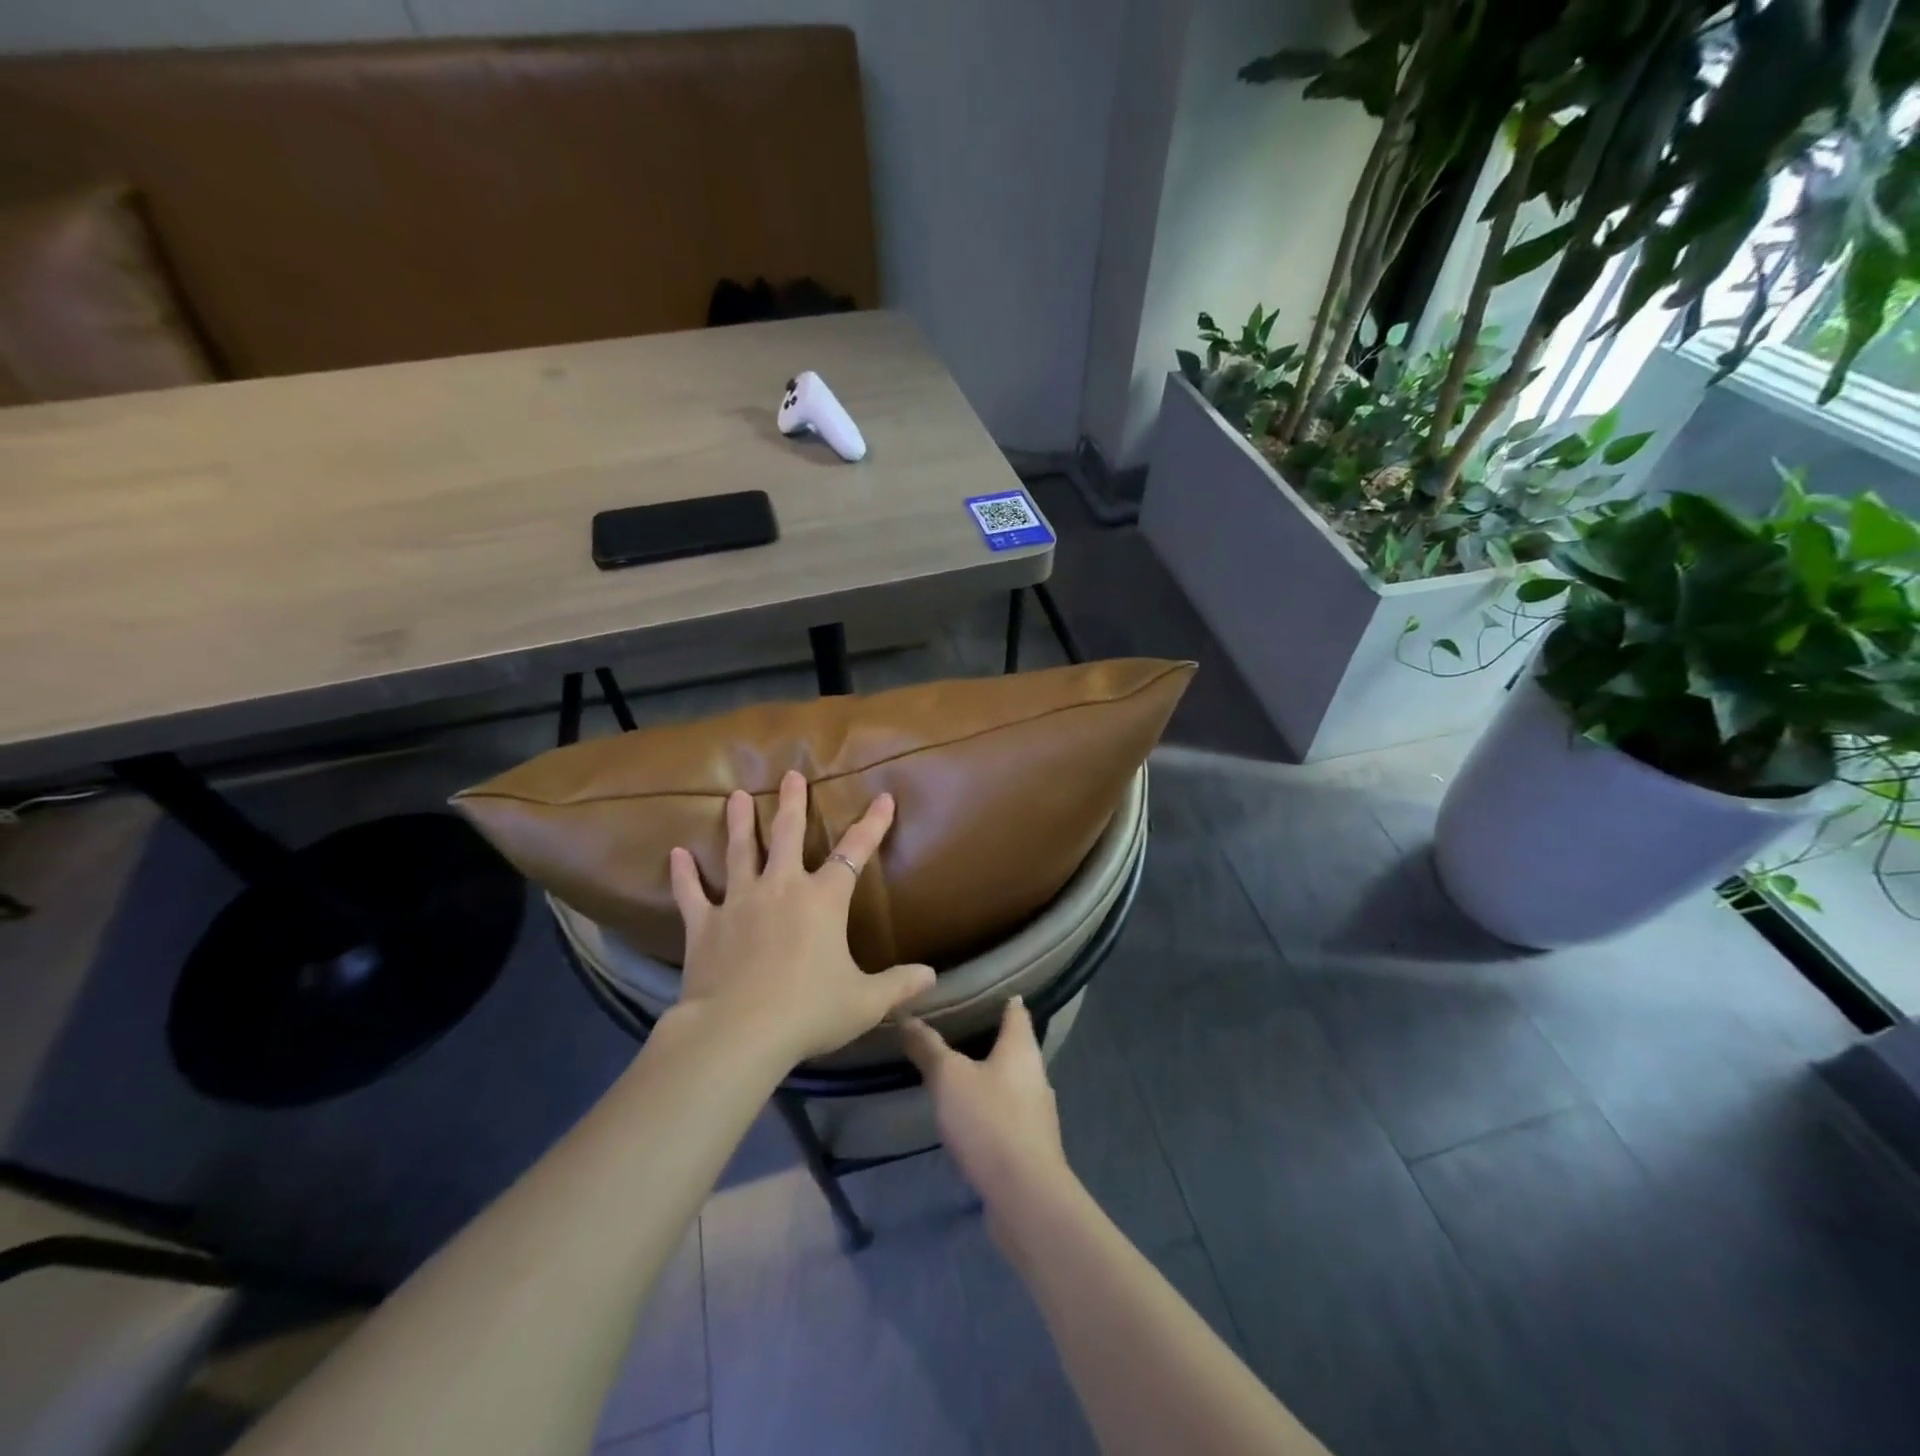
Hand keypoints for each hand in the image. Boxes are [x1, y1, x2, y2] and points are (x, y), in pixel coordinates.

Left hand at [667, 770, 935, 1067]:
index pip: (855, 852)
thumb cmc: (809, 1011)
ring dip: (741, 823)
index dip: (872, 824)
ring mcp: (739, 902)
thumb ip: (898, 986)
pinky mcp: (704, 925)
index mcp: (823, 900)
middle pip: (789, 835)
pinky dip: (683, 875)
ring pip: (740, 852)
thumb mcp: (864, 1002)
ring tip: (737, 796)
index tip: (883, 798)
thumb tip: (932, 977)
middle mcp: (781, 888)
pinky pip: (691, 893)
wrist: (739, 1032)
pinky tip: (676, 854)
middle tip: (791, 775)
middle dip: (793, 803)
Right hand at [899, 998, 1073, 1218]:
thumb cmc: (989, 1121)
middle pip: (1014, 1046)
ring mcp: (1036, 1112)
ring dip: (987, 1076)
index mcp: (1022, 1048)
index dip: (1000, 997)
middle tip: (953, 1029)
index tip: (978, 988)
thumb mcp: (948, 1077)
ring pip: (1010, 1081)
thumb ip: (927, 1047)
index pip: (1016, 1010)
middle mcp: (1036, 1074)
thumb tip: (905, 1015)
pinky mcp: (1030, 1145)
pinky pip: (1007, 1114)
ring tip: (954, 1072)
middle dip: (988, 1037)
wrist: (1025, 1196)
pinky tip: (967, 1117)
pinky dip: (988, 1108)